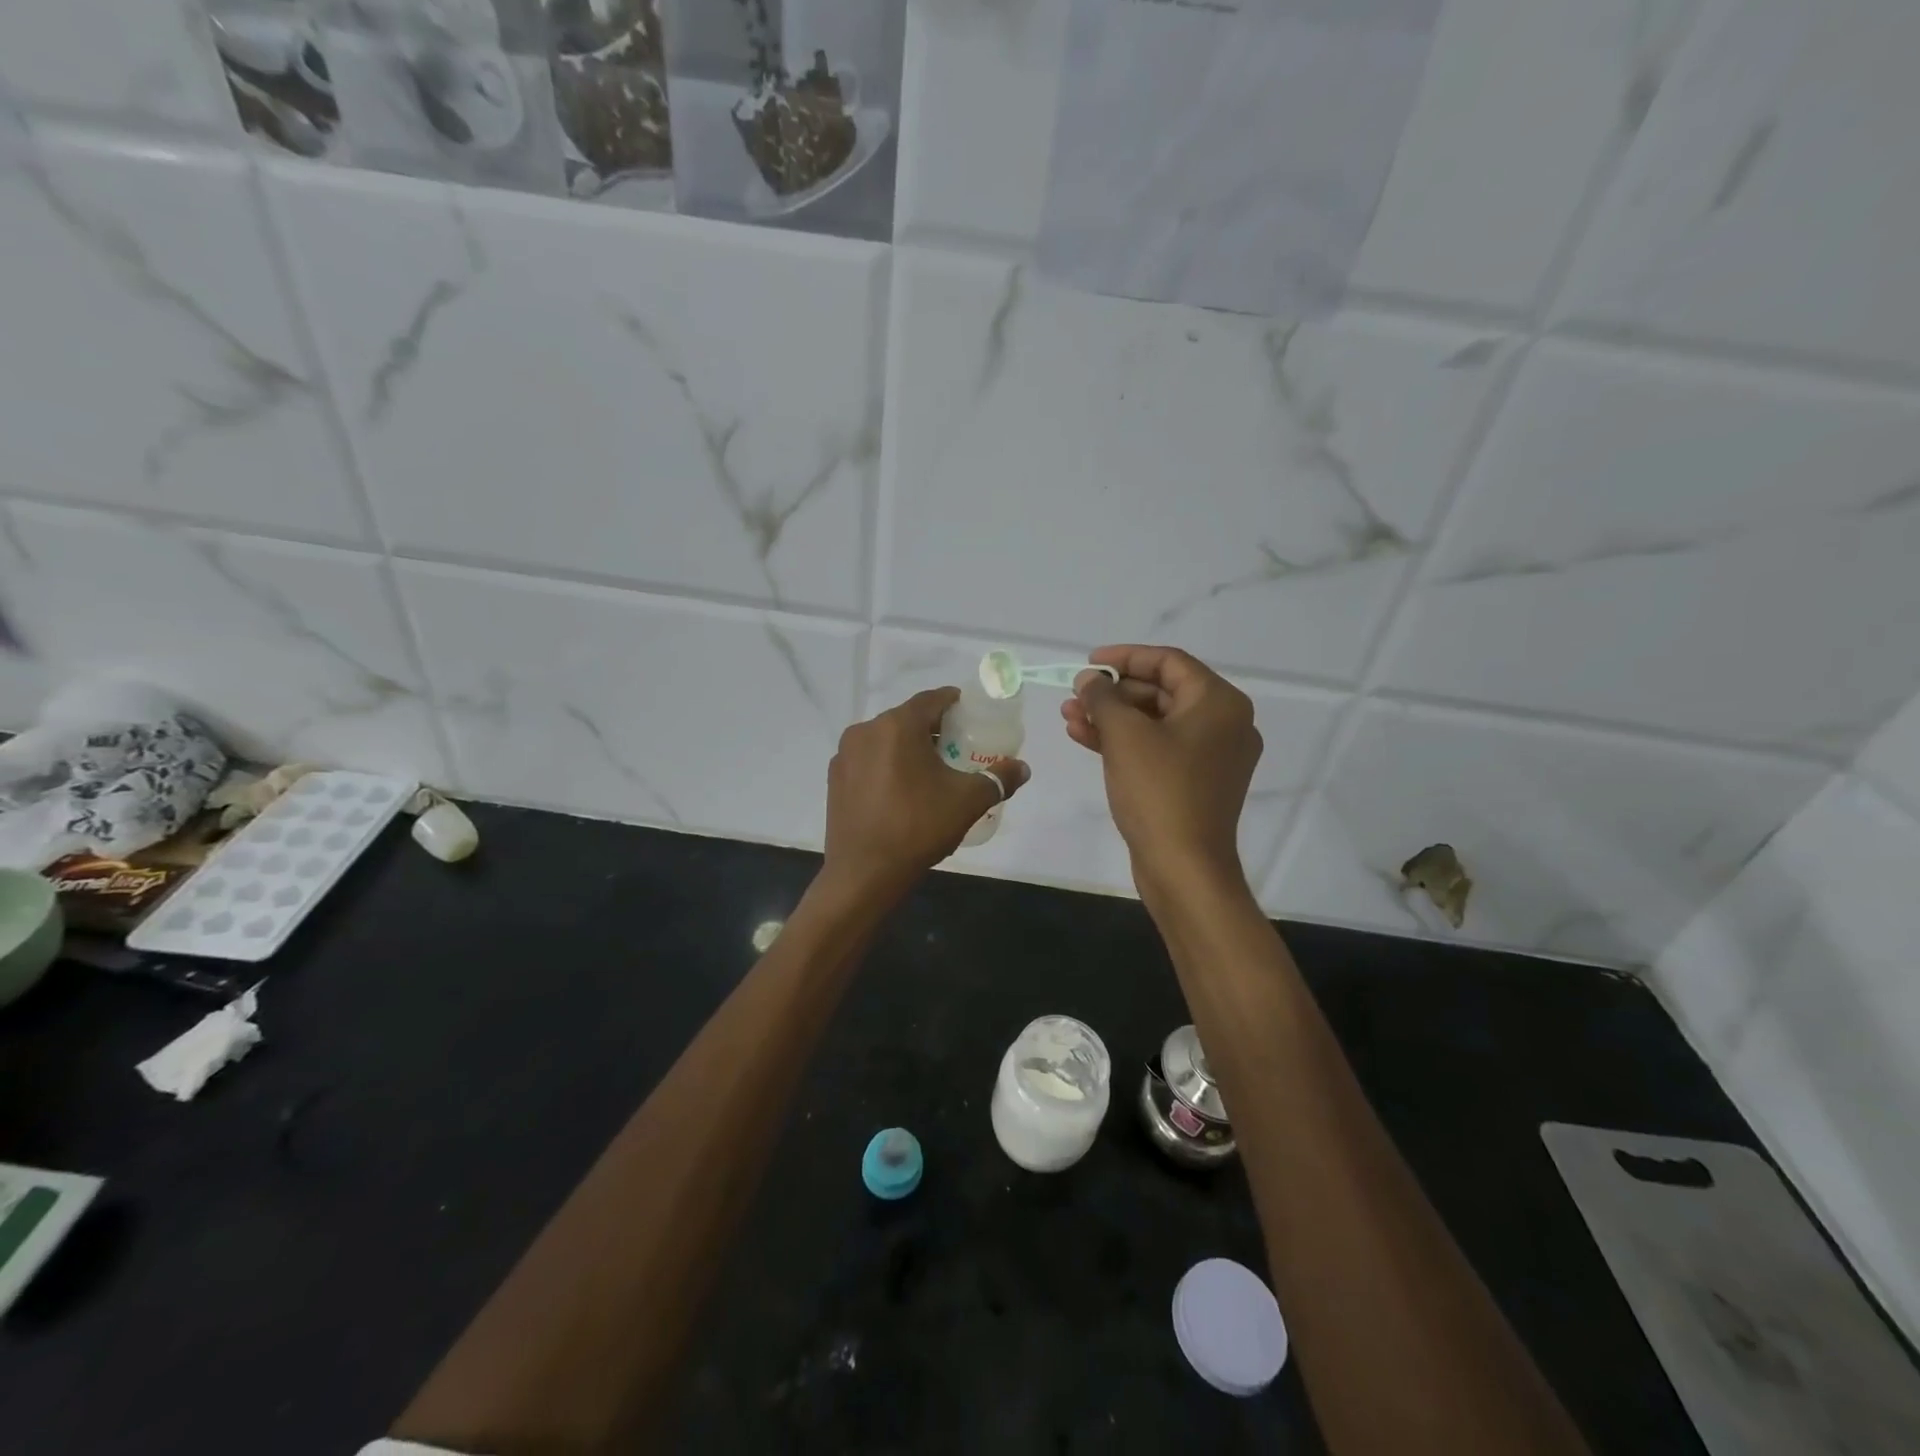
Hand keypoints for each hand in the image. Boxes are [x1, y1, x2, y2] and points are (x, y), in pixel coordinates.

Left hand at [823, 688, 1029, 897]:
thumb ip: (998, 779)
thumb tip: (1023, 768)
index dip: (953, 702)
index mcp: (897, 726)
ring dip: (908, 747)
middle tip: (957, 746)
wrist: (865, 873)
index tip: (970, 713)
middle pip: (906, 719)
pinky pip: (868, 760)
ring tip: (930, 770)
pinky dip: (886, 765)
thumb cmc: (918, 827)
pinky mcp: (835, 779)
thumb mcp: (967, 801)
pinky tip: (901, 790)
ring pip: (884, 740)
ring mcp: (845, 756)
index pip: (931, 699)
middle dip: (932, 728)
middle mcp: (865, 731)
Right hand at [1062, 645, 1260, 889]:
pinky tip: (1085, 738)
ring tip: (1069, 716)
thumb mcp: (1125, 735)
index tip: (1088, 662)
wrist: (1184, 867)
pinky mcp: (1195, 783)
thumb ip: (1104, 697)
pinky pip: (1158, 749)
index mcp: (1220, 703)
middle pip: (1162, 692)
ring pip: (1155, 723)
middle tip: (1075, 694)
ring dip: (1112, 717)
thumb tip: (1090, 679)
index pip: (1169, 662)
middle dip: (1113, 692)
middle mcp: (1224, 724)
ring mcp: (1212, 757)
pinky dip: (1125, 743)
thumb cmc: (1159, 791)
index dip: (1125, 657)